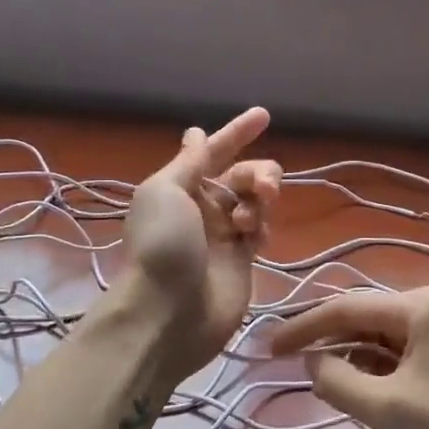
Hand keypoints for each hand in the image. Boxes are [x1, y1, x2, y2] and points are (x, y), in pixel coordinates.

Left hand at [122, 107, 280, 375]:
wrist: (169, 313)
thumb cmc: (164, 244)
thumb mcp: (167, 190)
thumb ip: (190, 162)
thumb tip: (196, 133)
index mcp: (180, 186)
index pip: (213, 151)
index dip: (236, 132)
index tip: (264, 115)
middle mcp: (202, 205)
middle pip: (242, 174)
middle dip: (257, 173)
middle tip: (263, 188)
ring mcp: (223, 234)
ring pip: (255, 200)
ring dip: (259, 199)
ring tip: (249, 217)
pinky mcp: (242, 260)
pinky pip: (260, 229)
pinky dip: (261, 225)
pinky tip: (252, 237)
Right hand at [270, 287, 428, 428]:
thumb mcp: (390, 408)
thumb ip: (339, 381)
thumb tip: (312, 362)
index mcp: (417, 305)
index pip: (345, 308)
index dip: (303, 327)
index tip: (269, 348)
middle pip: (364, 317)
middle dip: (326, 339)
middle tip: (289, 362)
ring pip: (383, 335)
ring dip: (352, 355)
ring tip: (321, 378)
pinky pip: (404, 349)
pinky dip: (378, 365)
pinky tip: (363, 385)